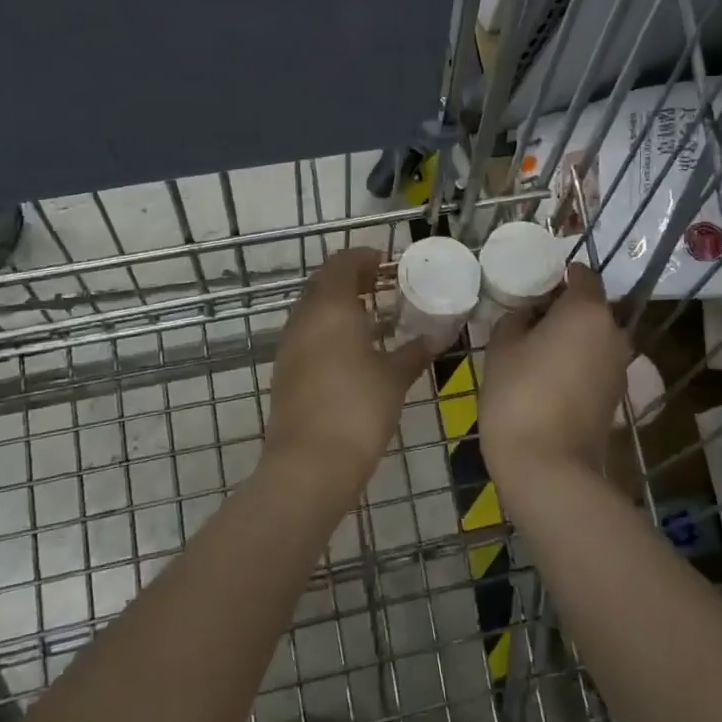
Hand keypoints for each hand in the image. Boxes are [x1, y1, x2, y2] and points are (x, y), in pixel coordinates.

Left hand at [267, 247, 434, 487]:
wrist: (309, 464)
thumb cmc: (358, 409)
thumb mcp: (394, 378)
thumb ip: (414, 352)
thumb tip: (436, 337)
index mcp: (330, 306)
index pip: (343, 262)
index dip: (366, 257)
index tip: (390, 263)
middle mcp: (304, 317)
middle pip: (325, 282)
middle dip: (353, 278)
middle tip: (385, 286)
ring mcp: (289, 343)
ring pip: (314, 308)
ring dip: (340, 303)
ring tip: (374, 316)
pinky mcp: (285, 369)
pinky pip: (308, 332)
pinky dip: (329, 328)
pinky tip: (353, 348)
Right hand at [480, 265, 632, 493]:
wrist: (548, 467)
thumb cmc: (519, 394)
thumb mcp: (502, 346)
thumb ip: (516, 319)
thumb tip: (528, 315)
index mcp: (588, 310)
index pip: (582, 274)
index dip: (557, 275)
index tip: (531, 285)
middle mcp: (613, 333)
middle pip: (590, 307)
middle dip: (563, 308)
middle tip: (527, 319)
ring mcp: (619, 367)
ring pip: (593, 338)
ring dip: (570, 338)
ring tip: (534, 350)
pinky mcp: (615, 397)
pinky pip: (595, 364)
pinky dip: (576, 363)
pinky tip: (547, 378)